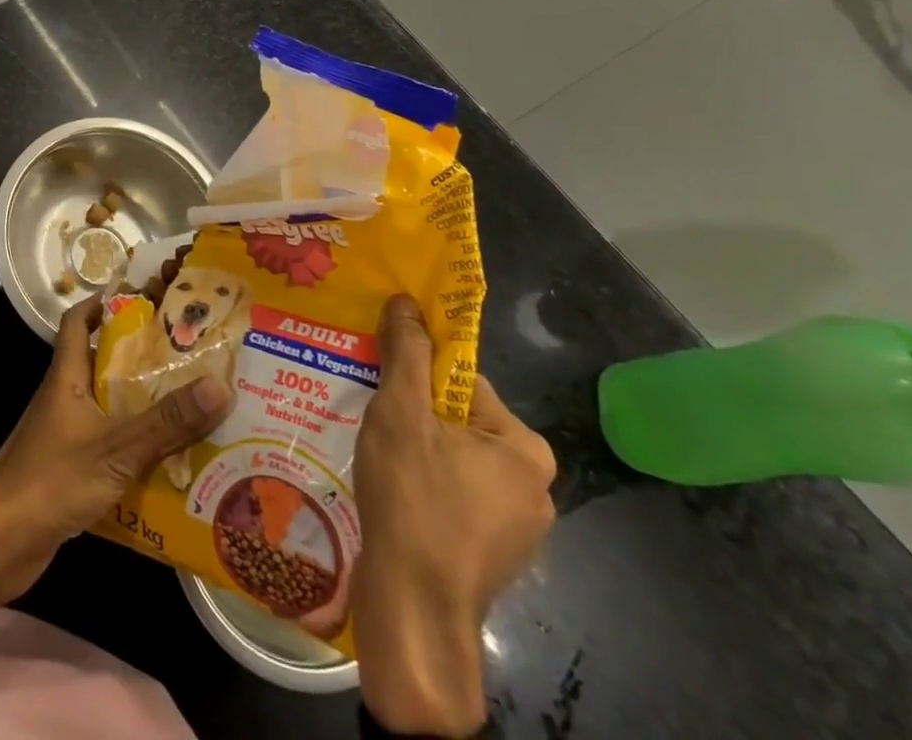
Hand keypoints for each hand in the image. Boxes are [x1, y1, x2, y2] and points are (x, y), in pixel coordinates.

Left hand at [0, 297, 232, 602]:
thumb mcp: (116, 448)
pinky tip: (168, 463)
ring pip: (107, 408)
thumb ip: (167, 421)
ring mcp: (63, 434)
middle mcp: (64, 397)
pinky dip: (133, 448)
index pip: (78, 322)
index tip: (141, 298)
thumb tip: (219, 384)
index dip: (103, 303)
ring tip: (189, 407)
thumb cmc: (52, 479)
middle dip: (140, 360)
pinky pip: (107, 446)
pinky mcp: (67, 470)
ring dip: (141, 407)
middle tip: (186, 358)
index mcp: (67, 376)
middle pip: (101, 364)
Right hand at [352, 296, 554, 736]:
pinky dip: (425, 487)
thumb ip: (406, 352)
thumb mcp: (401, 412)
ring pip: (454, 459)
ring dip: (416, 451)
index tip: (382, 387)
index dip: (417, 378)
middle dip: (415, 417)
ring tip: (379, 459)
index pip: (463, 384)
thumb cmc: (412, 500)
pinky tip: (393, 495)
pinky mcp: (493, 554)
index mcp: (525, 448)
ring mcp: (517, 527)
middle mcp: (535, 486)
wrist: (413, 611)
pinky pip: (455, 496)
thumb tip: (407, 300)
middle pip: (459, 421)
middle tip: (375, 422)